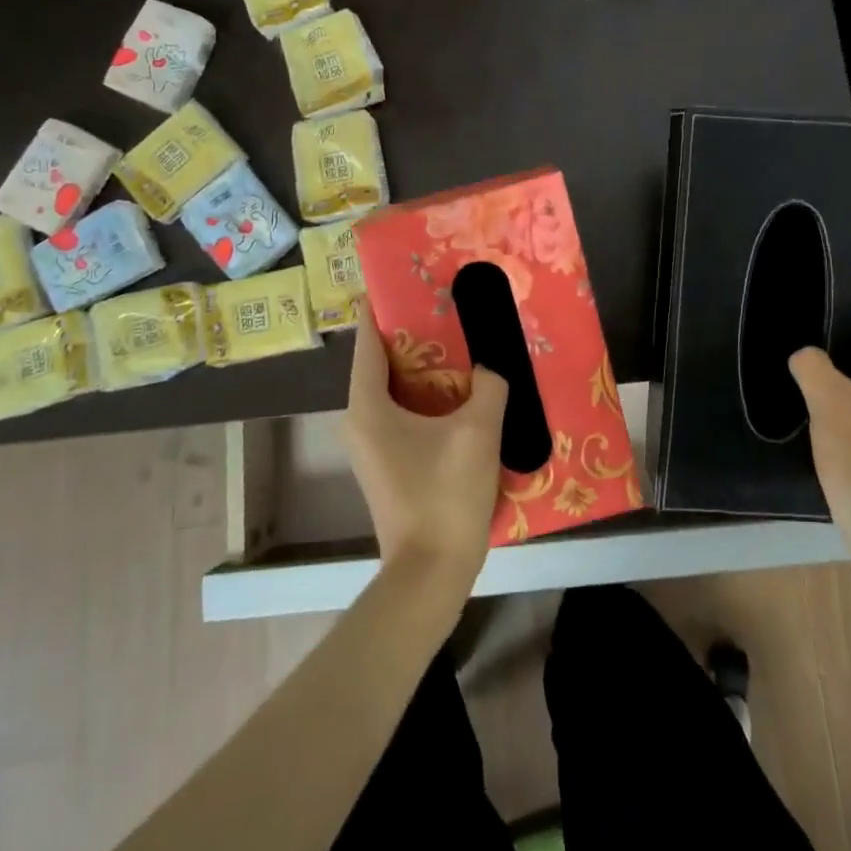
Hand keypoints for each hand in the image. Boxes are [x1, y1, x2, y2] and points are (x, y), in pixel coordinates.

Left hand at [342, 299, 509, 594]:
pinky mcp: (389, 464)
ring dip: (426, 368)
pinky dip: (428, 397)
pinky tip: (464, 393)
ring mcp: (372, 445)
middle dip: (415, 333)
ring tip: (462, 343)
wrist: (431, 572)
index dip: (384, 305)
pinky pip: (404, 414)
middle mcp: (359, 420)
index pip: (368, 339)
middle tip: (449, 307)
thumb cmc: (445, 495)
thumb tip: (491, 369)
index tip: (406, 278)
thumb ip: (489, 386)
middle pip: (383, 361)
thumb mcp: (477, 431)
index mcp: (367, 405)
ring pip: (396, 390)